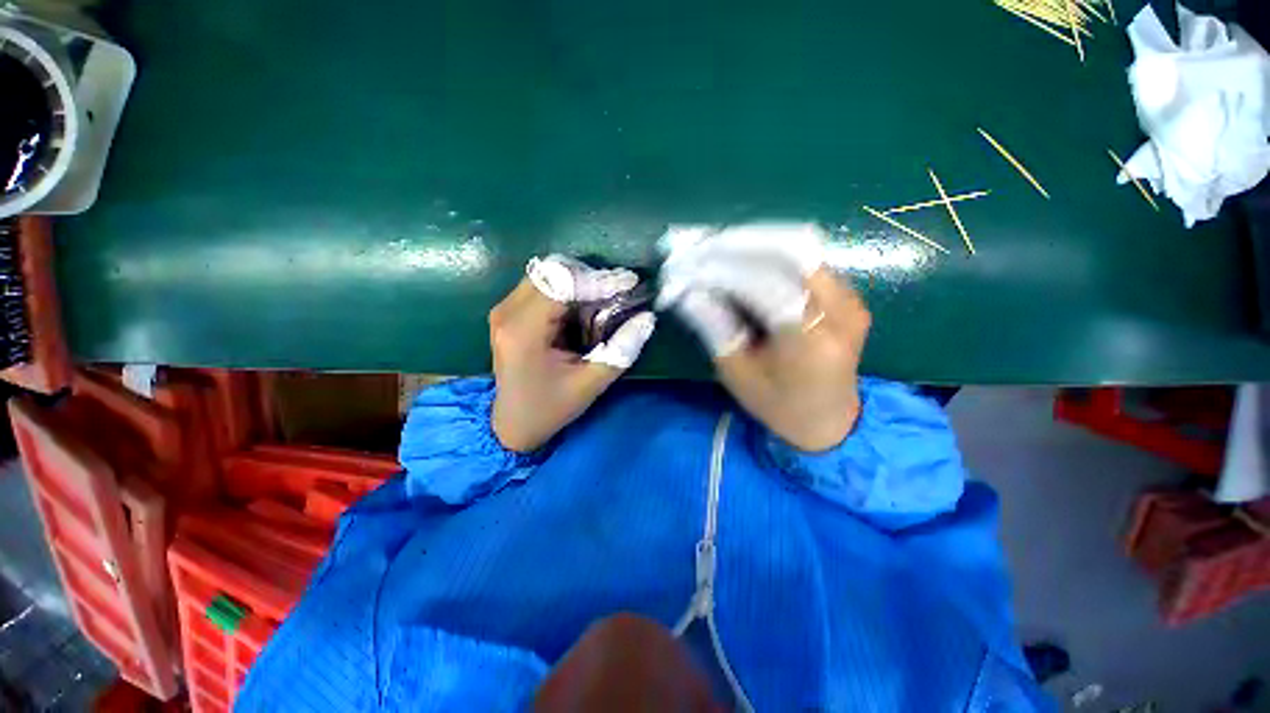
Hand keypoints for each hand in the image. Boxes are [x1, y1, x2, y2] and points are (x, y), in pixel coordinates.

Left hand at [490, 256, 655, 452]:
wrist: (513, 424)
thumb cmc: (551, 408)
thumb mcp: (591, 384)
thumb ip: (621, 350)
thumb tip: (647, 318)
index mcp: (523, 331)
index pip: (562, 285)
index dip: (598, 280)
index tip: (629, 281)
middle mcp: (507, 313)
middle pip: (551, 271)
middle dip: (590, 277)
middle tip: (619, 290)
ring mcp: (503, 310)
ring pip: (546, 274)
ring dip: (579, 281)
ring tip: (606, 297)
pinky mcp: (507, 312)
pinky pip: (541, 286)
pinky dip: (567, 290)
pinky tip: (585, 305)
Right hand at [659, 225, 869, 451]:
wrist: (831, 422)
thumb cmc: (779, 407)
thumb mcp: (737, 374)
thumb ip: (715, 327)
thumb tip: (689, 290)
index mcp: (811, 342)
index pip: (764, 285)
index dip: (722, 268)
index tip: (686, 264)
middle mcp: (840, 311)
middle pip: (790, 252)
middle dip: (738, 243)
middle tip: (698, 245)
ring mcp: (850, 298)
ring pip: (800, 247)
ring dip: (753, 242)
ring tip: (715, 247)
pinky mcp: (848, 294)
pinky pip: (806, 258)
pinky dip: (770, 251)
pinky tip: (742, 256)